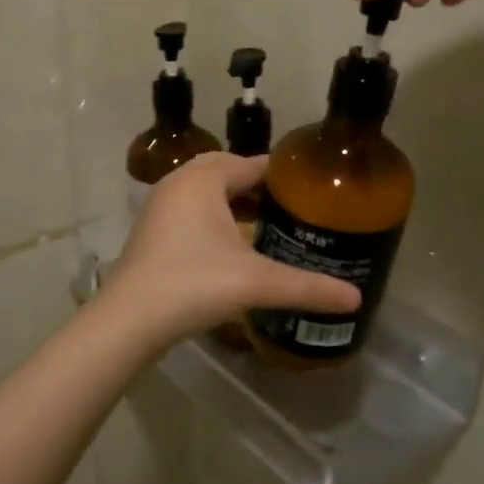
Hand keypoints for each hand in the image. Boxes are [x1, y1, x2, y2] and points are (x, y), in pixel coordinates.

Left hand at [99, 153, 360, 346]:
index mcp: (204, 179)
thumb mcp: (256, 283)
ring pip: (206, 191)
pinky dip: (213, 216)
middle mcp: (179, 182)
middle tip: (291, 208)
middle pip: (228, 171)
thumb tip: (355, 298)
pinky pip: (191, 209)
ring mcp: (160, 205)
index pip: (253, 163)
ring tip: (266, 223)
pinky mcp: (151, 229)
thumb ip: (307, 287)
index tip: (312, 190)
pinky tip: (231, 244)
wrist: (129, 320)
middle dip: (258, 186)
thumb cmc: (194, 285)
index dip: (284, 176)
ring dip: (234, 201)